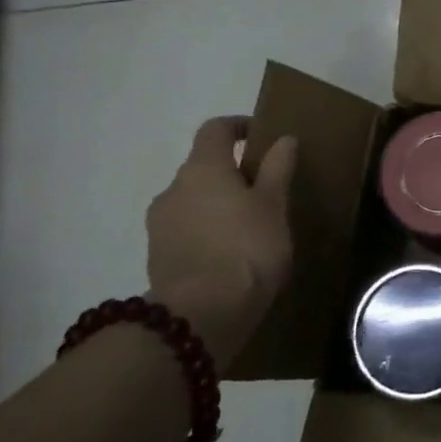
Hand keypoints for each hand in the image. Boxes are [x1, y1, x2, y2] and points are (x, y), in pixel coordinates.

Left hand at [146, 117, 296, 371]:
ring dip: (216, 204)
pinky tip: (229, 254)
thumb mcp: (273, 206)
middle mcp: (173, 188)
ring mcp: (160, 224)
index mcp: (202, 168)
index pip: (215, 129)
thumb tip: (283, 139)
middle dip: (230, 173)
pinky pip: (185, 230)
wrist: (202, 314)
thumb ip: (277, 168)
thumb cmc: (247, 248)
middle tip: (264, 191)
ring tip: (248, 227)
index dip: (239, 126)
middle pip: (202, 167)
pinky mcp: (157, 257)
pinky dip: (206, 232)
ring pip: (192, 200)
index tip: (262, 135)